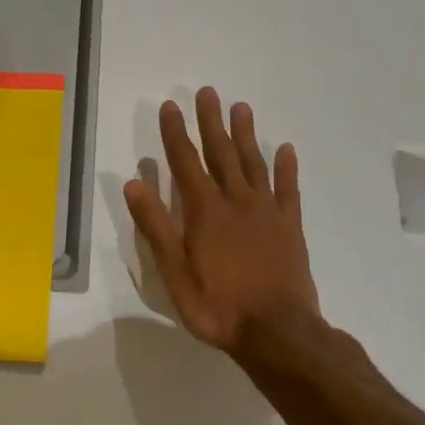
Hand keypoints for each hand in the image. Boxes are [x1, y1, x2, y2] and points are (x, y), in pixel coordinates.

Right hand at [124, 90, 324, 366]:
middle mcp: (235, 202)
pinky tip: (285, 149)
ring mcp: (266, 212)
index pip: (185, 163)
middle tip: (208, 92)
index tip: (170, 106)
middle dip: (211, 122)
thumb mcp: (174, 271)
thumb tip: (134, 183)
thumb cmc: (217, 305)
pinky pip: (288, 190)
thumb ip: (155, 226)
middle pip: (221, 154)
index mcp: (204, 211)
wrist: (277, 332)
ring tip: (241, 108)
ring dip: (246, 135)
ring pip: (254, 164)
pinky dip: (286, 168)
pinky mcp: (290, 227)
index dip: (176, 133)